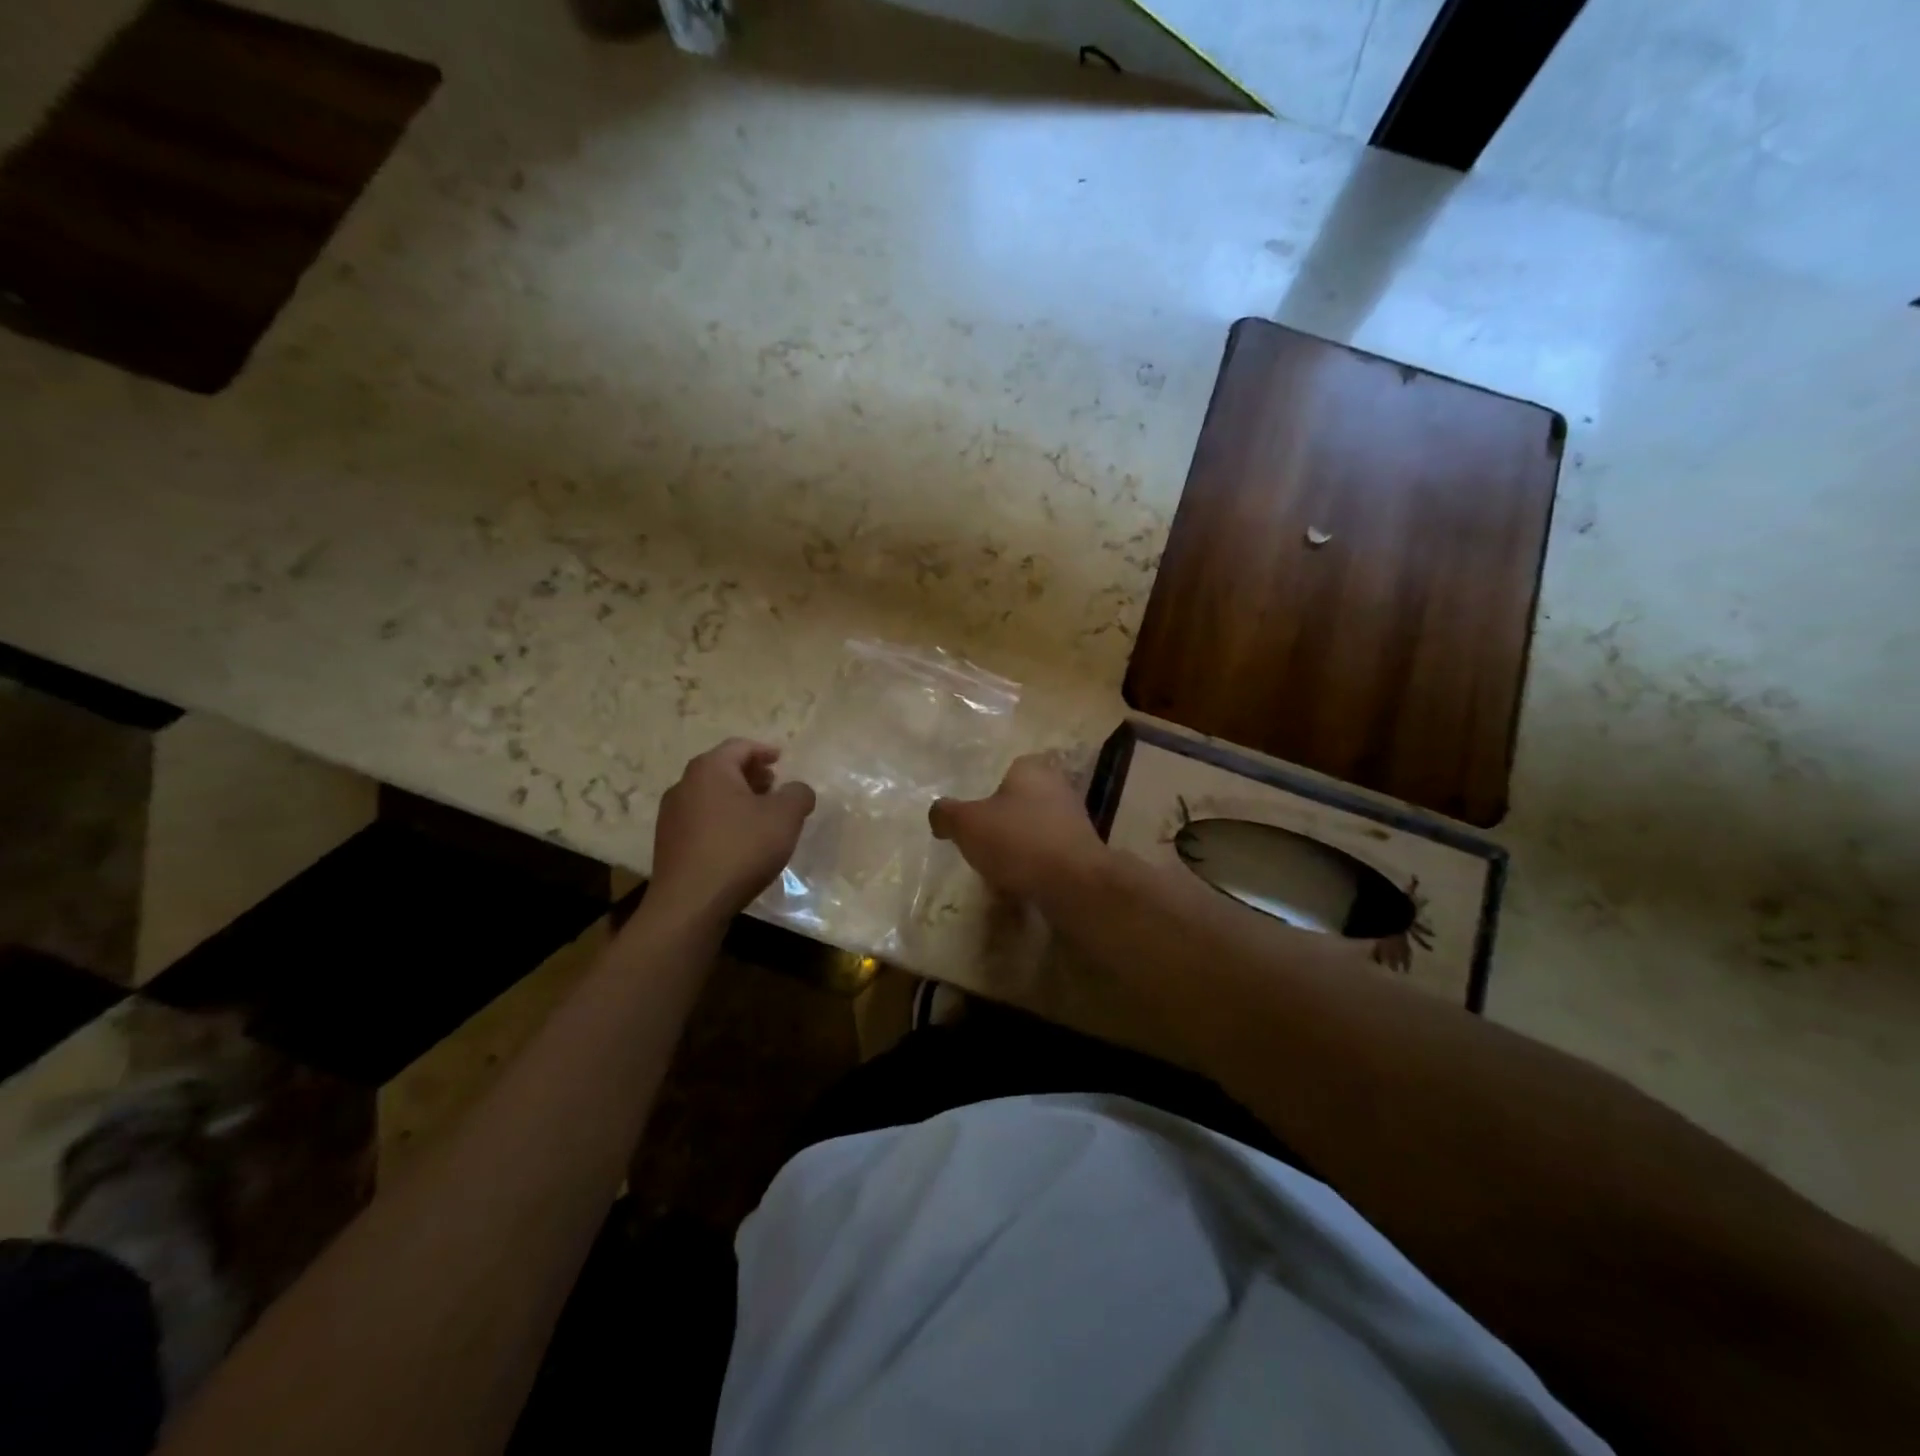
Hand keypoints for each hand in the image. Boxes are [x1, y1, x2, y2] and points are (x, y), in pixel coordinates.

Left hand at [650, 739, 815, 919]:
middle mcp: (684, 785)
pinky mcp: (668, 843)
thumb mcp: (785, 818)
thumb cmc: (740, 849)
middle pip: (722, 769)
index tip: (781, 759)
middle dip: (750, 775)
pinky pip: (701, 820)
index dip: (764, 750)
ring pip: (710, 796)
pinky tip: (739, 841)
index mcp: (710, 769)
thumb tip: (798, 790)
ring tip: (761, 816)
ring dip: (737, 799)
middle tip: (774, 786)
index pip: (740, 747)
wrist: (691, 903)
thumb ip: (798, 794)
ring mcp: (671, 816)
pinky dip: (723, 820)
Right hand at [929, 753, 1108, 906]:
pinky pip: (1047, 855)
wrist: (1074, 884)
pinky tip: (1017, 885)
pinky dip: (1032, 867)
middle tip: (978, 843)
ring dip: (1017, 847)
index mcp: (1031, 769)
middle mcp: (1057, 787)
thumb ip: (946, 814)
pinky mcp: (1081, 851)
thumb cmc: (1018, 841)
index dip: (986, 792)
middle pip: (1019, 801)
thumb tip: (938, 814)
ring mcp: (1073, 819)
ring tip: (994, 869)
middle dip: (1001, 822)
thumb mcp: (966, 824)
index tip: (971, 815)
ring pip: (1034, 829)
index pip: (1006, 769)